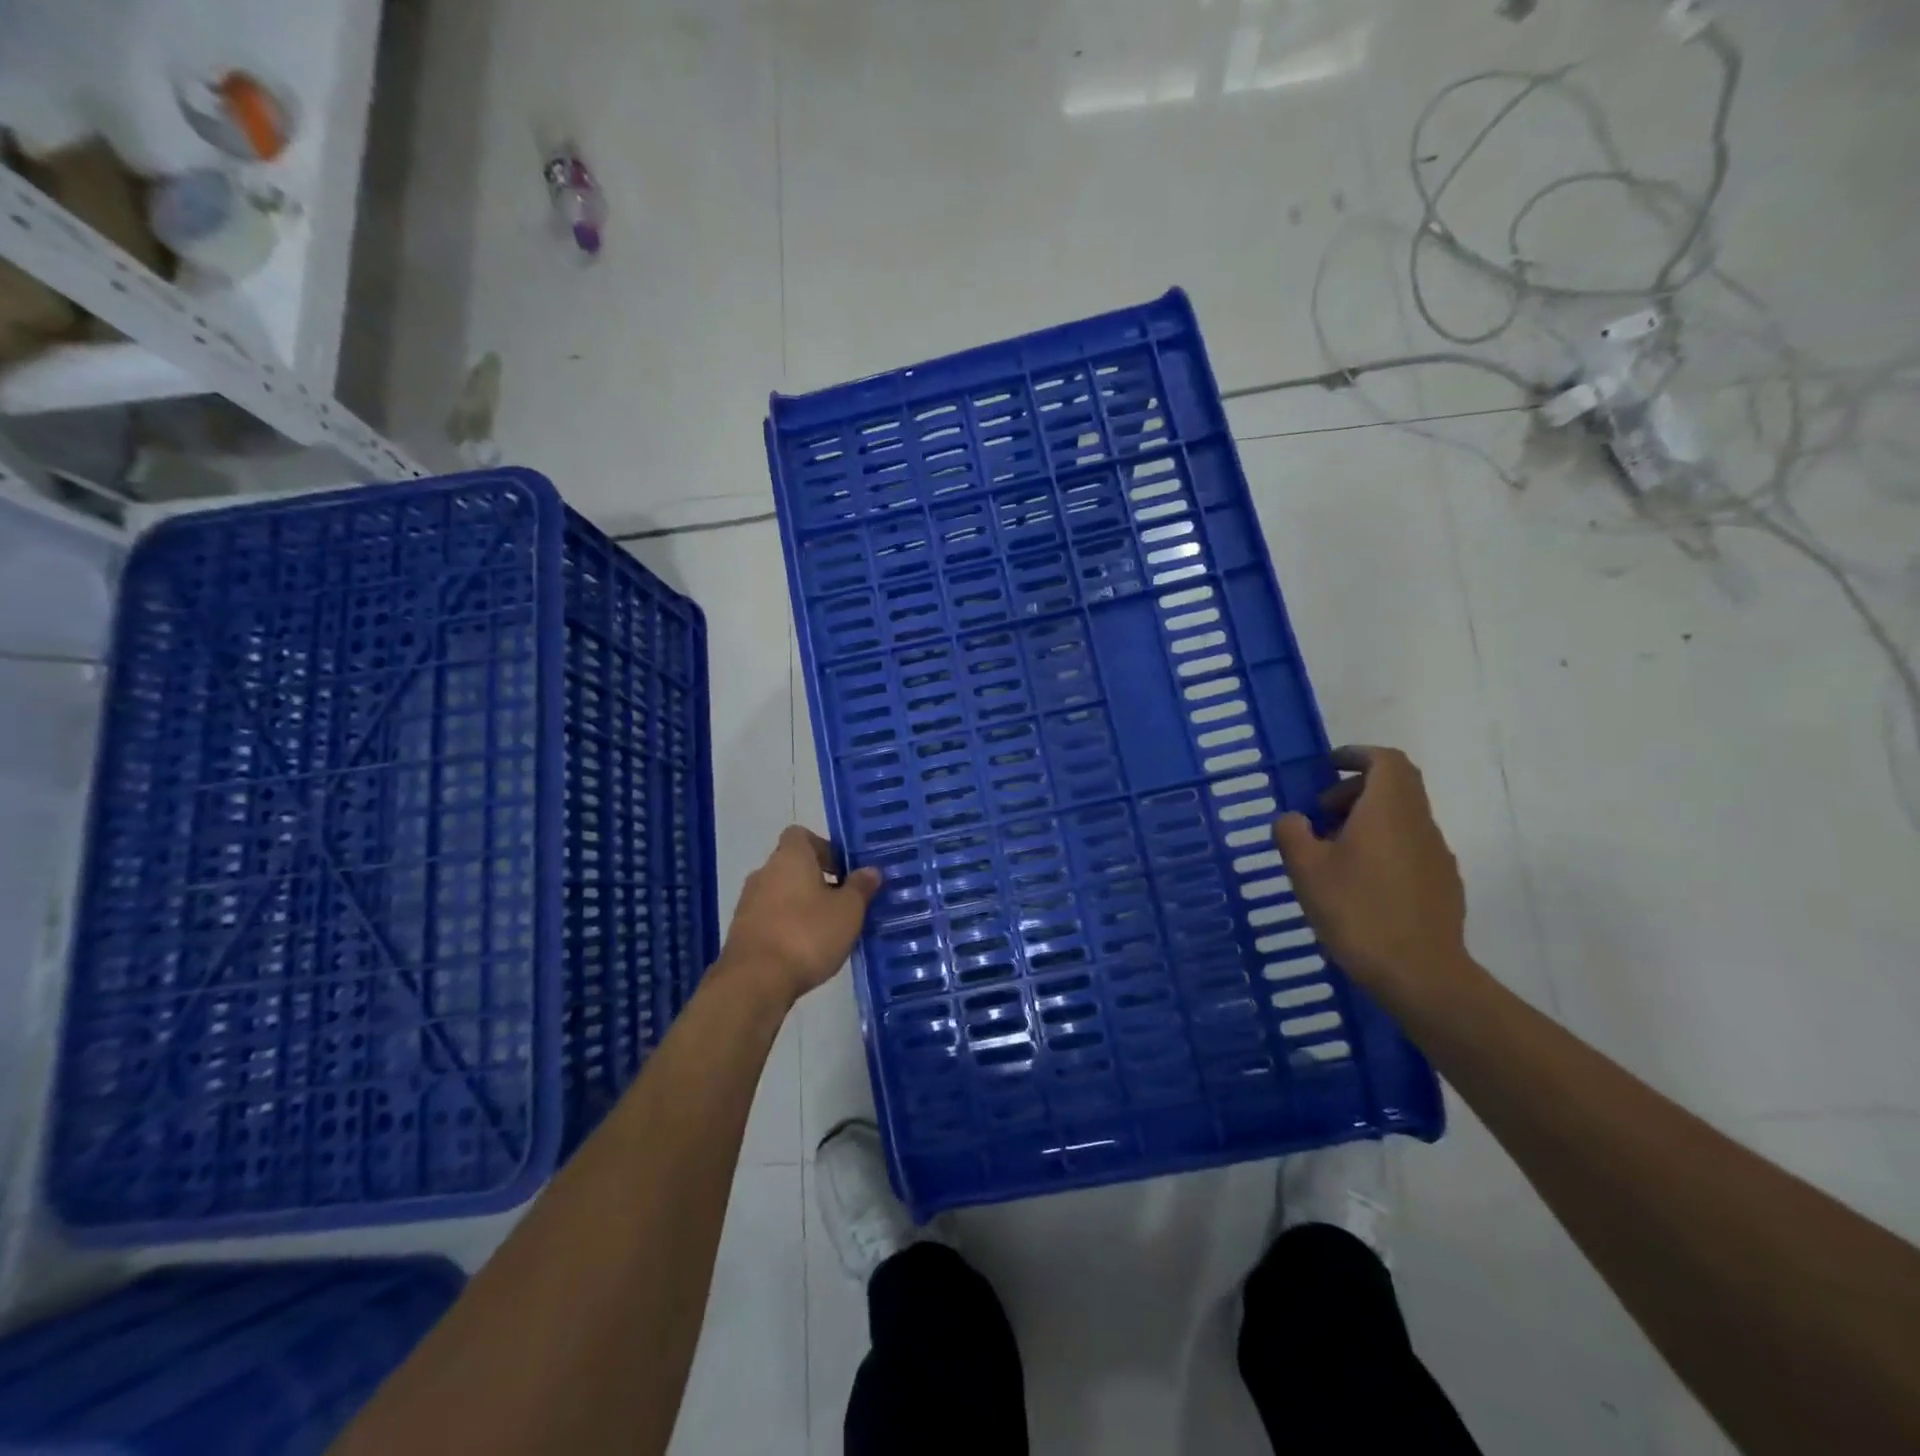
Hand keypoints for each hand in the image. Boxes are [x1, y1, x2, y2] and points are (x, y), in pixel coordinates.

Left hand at [717, 826, 879, 1006]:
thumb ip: (860, 887)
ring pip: (781, 893)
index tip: (843, 870)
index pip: (801, 835)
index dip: (824, 848)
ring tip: (827, 930)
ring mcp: (748, 902)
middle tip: (843, 902)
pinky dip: (786, 925)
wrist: (755, 981)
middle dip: (817, 880)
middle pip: (792, 865)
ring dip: (801, 904)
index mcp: (790, 857)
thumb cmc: (807, 934)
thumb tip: (870, 870)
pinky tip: (805, 949)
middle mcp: (764, 872)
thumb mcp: (848, 910)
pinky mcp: (741, 931)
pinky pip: (770, 917)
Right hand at [1272, 746, 1471, 1008]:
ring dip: (1368, 820)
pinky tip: (1359, 882)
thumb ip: (1292, 833)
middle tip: (1320, 812)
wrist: (1420, 974)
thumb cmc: (1357, 910)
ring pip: (1402, 819)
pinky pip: (1409, 848)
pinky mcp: (1442, 885)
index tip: (1330, 765)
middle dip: (1356, 790)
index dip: (1357, 755)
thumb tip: (1293, 819)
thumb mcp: (1306, 869)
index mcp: (1389, 810)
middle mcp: (1419, 824)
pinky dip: (1383, 847)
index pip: (1386, 761)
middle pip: (1395, 787)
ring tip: (1332, 852)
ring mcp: (1436, 856)